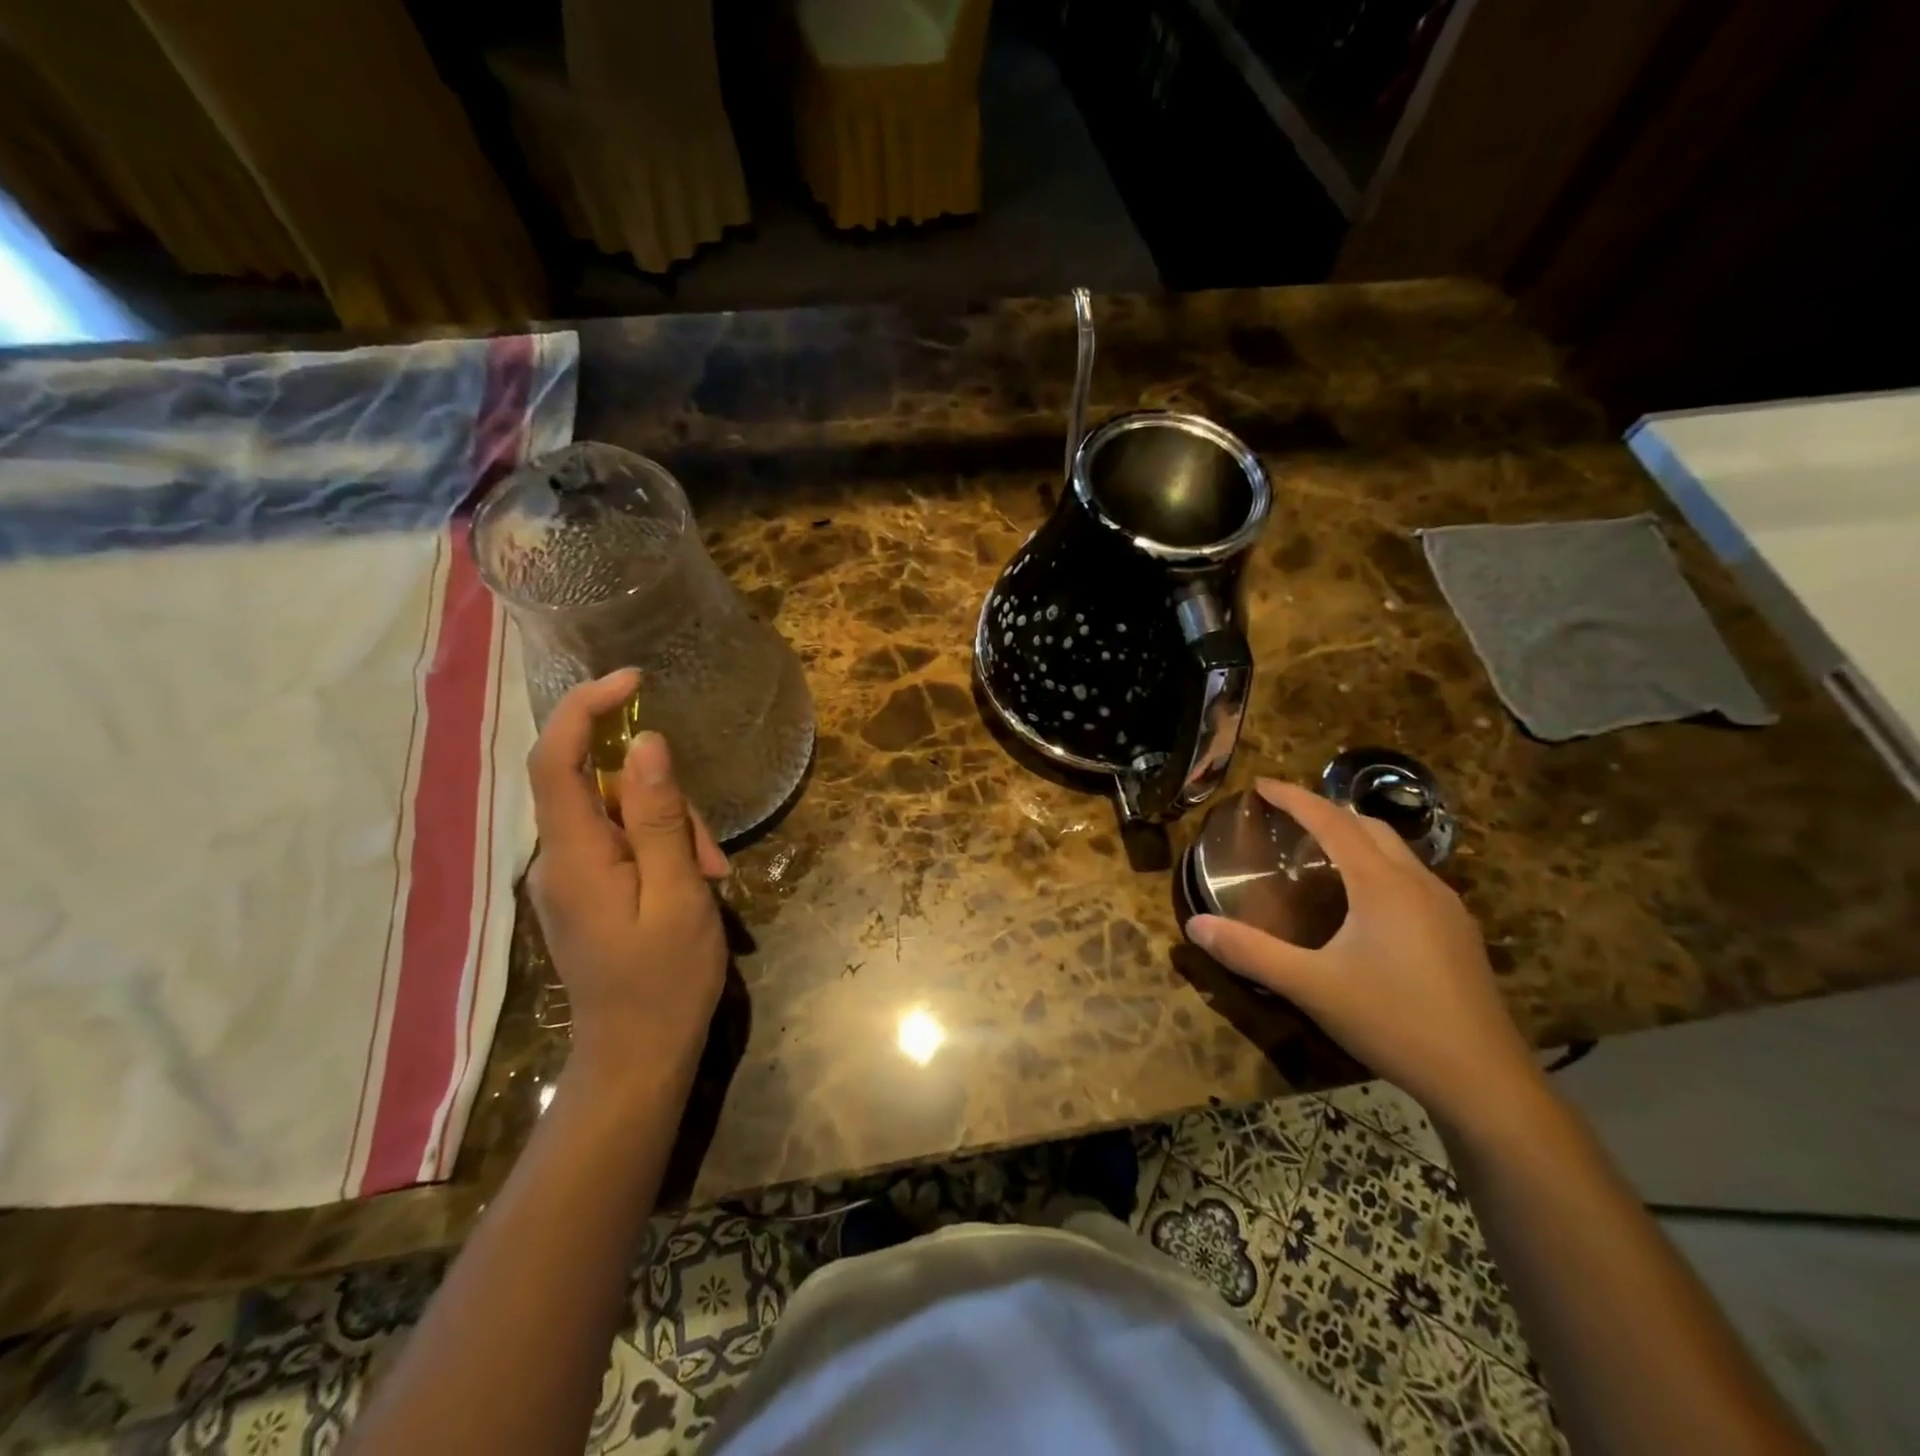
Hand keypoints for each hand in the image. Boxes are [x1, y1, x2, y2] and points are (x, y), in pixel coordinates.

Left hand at [525, 671, 730, 1083]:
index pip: (558, 759)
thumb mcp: (678, 894)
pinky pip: (623, 844)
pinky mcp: (587, 891)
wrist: (636, 1058)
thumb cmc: (664, 980)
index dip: (586, 708)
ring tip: (711, 880)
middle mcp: (558, 858)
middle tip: (711, 856)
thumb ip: (658, 818)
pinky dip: (662, 851)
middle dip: (665, 801)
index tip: (634, 680)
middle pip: (605, 788)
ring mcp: (570, 876)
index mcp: (573, 855)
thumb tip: (646, 743)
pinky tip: (695, 884)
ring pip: (621, 815)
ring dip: (672, 831)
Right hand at [1186, 780, 1540, 1126]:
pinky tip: (1365, 900)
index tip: (1261, 784)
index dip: (1294, 798)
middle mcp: (1418, 883)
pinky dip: (1378, 865)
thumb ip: (1250, 952)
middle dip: (1326, 811)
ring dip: (1356, 837)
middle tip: (1287, 816)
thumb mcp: (1310, 987)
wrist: (1485, 1081)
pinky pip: (1411, 876)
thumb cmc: (1393, 1022)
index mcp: (1381, 885)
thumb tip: (1195, 925)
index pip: (1331, 821)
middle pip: (1368, 826)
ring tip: (1320, 852)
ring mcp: (1447, 907)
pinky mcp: (1459, 933)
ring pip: (1396, 851)